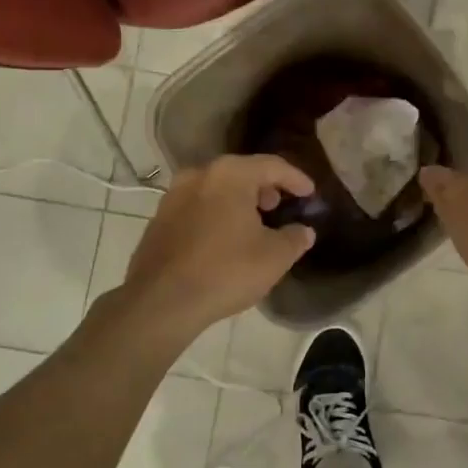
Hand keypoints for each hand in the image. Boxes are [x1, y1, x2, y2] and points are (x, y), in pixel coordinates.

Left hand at [121, 155, 316, 334]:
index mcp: (230, 174)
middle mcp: (199, 175)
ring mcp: (173, 196)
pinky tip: (224, 239)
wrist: (161, 302)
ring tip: (253, 224)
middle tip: (279, 206)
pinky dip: (216, 214)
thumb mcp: (275, 257)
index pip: (272, 165)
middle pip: (241, 172)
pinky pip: (197, 207)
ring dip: (238, 201)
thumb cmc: (226, 271)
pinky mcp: (158, 220)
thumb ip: (295, 238)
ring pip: (216, 189)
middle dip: (264, 188)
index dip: (296, 179)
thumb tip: (304, 231)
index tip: (310, 194)